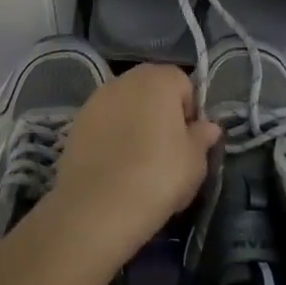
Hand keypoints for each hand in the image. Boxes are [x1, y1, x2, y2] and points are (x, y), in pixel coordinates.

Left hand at [46, 63, 220, 257]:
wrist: (98, 205)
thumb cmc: (158, 176)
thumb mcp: (194, 162)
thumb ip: (202, 138)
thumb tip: (208, 126)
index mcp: (158, 79)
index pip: (182, 82)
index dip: (189, 110)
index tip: (188, 140)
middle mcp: (126, 79)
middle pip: (151, 89)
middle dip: (161, 113)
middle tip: (167, 150)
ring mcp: (97, 98)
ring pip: (126, 104)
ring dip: (134, 122)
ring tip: (138, 160)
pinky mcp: (77, 120)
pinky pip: (104, 122)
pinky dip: (112, 135)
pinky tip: (115, 165)